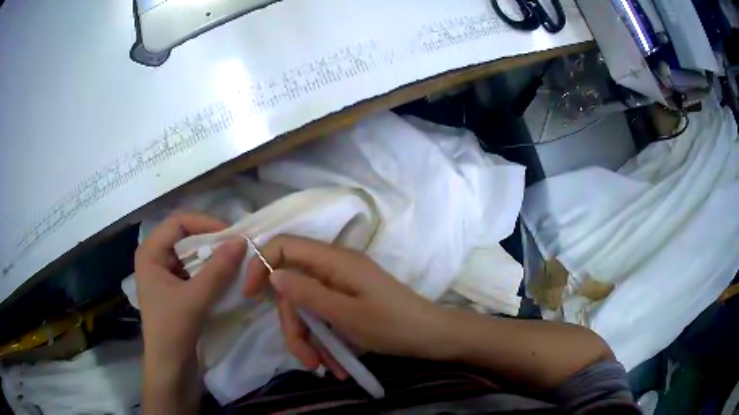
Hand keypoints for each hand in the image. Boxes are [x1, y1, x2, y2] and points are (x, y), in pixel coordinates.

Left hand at [134, 213, 245, 398]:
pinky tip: (224, 277)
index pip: (178, 222)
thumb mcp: (195, 299)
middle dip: (211, 240)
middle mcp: (155, 257)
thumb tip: (242, 241)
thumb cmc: (173, 330)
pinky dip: (209, 270)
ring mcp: (164, 273)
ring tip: (234, 261)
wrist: (169, 366)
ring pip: (191, 253)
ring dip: (212, 256)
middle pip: (185, 236)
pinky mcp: (174, 287)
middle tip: (237, 247)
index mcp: (150, 252)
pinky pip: (193, 269)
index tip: (231, 235)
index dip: (205, 223)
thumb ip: (218, 270)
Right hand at [243, 235, 450, 372]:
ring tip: (325, 369)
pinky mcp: (347, 300)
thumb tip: (274, 274)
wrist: (432, 336)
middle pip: (293, 288)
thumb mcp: (346, 314)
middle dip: (294, 326)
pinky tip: (337, 365)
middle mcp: (334, 267)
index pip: (284, 245)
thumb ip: (308, 293)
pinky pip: (324, 316)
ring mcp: (341, 284)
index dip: (261, 264)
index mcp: (334, 260)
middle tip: (307, 359)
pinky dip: (325, 340)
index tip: (249, 295)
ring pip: (307, 308)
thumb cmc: (393, 325)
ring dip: (311, 340)